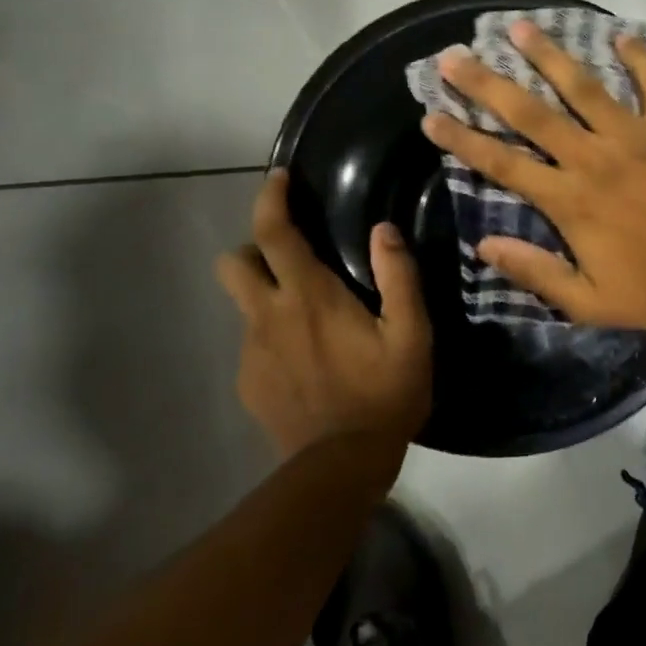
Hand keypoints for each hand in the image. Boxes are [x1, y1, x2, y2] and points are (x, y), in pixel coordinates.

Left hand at [215, 170, 432, 459]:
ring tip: (309, 317)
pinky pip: (254, 343)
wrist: (340, 467)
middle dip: (255, 250)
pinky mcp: (249, 383)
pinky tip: (307, 361)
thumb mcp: (412, 334)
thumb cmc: (385, 393)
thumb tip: (383, 230)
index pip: (275, 233)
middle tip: (293, 259)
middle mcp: (270, 316)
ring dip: (268, 296)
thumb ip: (399, 277)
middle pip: (234, 263)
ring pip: (244, 304)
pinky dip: (274, 336)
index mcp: (310, 296)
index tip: (279, 178)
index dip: (271, 198)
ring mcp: (253, 352)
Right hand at [420, 20, 645, 327]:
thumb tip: (483, 245)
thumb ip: (534, 271)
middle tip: (455, 56)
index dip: (463, 139)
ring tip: (520, 27)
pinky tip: (622, 35)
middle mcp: (593, 157)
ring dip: (550, 56)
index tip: (431, 116)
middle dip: (488, 84)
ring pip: (584, 87)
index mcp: (569, 199)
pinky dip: (640, 59)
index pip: (502, 163)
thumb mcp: (586, 301)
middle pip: (531, 113)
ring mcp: (635, 137)